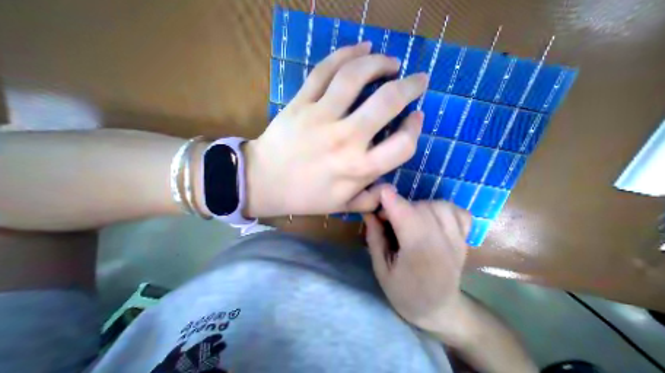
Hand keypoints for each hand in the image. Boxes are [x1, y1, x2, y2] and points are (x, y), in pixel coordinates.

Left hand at [243, 42, 425, 217]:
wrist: (264, 182)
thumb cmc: (304, 197)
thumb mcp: (341, 206)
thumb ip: (369, 200)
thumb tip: (387, 187)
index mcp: (357, 169)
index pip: (402, 145)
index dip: (414, 130)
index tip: (415, 119)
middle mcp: (344, 140)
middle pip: (386, 102)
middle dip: (410, 87)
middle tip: (418, 80)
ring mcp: (320, 117)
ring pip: (355, 77)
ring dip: (379, 63)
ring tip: (391, 63)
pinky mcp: (300, 104)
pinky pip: (324, 70)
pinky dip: (346, 54)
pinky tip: (361, 48)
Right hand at [364, 188, 472, 335]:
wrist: (439, 310)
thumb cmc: (404, 293)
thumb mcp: (380, 269)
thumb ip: (374, 238)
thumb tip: (369, 212)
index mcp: (419, 253)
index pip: (406, 214)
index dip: (389, 199)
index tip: (376, 195)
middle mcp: (442, 243)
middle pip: (421, 207)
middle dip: (399, 205)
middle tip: (387, 218)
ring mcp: (457, 240)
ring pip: (439, 205)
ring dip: (419, 205)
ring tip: (408, 218)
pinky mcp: (464, 239)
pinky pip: (458, 212)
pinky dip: (443, 208)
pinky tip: (431, 217)